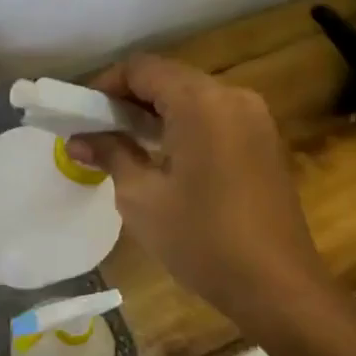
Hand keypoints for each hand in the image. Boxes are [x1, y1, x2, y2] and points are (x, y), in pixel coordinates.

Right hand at [67, 55, 337, 344]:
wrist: (277, 286)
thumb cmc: (201, 239)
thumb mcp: (141, 197)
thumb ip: (110, 154)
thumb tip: (77, 140)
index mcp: (200, 102)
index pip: (142, 68)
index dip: (105, 84)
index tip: (81, 115)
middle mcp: (232, 96)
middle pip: (169, 78)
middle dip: (129, 99)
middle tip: (98, 131)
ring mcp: (255, 118)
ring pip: (193, 97)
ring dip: (156, 113)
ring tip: (126, 145)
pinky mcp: (265, 141)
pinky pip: (215, 117)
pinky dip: (184, 125)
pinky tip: (166, 159)